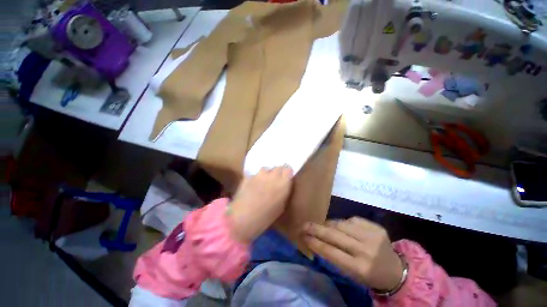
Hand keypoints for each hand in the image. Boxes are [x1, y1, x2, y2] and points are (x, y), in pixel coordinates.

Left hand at [228, 166, 292, 243]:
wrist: (243, 218)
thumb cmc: (266, 217)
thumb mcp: (281, 207)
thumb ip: (283, 192)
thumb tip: (283, 187)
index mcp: (283, 183)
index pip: (288, 169)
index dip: (287, 173)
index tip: (286, 177)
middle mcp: (272, 175)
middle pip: (278, 167)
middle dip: (278, 172)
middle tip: (275, 180)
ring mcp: (259, 174)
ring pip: (266, 169)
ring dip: (267, 174)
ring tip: (263, 182)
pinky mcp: (248, 176)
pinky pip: (254, 174)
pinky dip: (255, 178)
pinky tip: (252, 186)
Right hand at [302, 217, 402, 290]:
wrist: (396, 271)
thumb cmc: (369, 275)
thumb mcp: (350, 273)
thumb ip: (334, 256)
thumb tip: (315, 240)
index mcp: (359, 268)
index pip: (331, 252)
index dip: (315, 242)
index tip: (303, 236)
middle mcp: (366, 250)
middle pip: (335, 235)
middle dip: (316, 229)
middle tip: (304, 225)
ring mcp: (372, 236)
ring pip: (341, 224)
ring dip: (329, 224)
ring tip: (322, 226)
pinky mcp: (376, 227)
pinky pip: (352, 219)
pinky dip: (343, 222)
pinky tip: (342, 226)